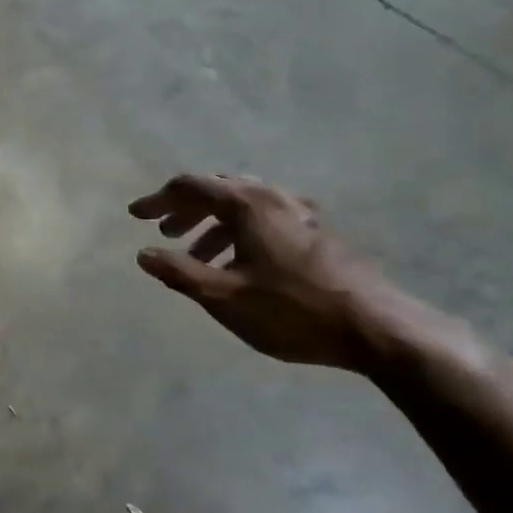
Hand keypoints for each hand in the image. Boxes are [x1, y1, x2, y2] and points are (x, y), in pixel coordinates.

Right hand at [129, 174, 395, 370]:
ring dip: (212, 223)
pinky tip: (239, 263)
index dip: (158, 200)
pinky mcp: (318, 232)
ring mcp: (300, 212)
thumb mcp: (224, 297)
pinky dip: (240, 232)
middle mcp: (273, 197)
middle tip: (164, 232)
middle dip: (185, 208)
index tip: (136, 216)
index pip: (190, 186)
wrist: (376, 326)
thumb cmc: (292, 310)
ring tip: (196, 254)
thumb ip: (180, 273)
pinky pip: (266, 219)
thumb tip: (144, 255)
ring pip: (244, 205)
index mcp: (246, 205)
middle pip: (218, 189)